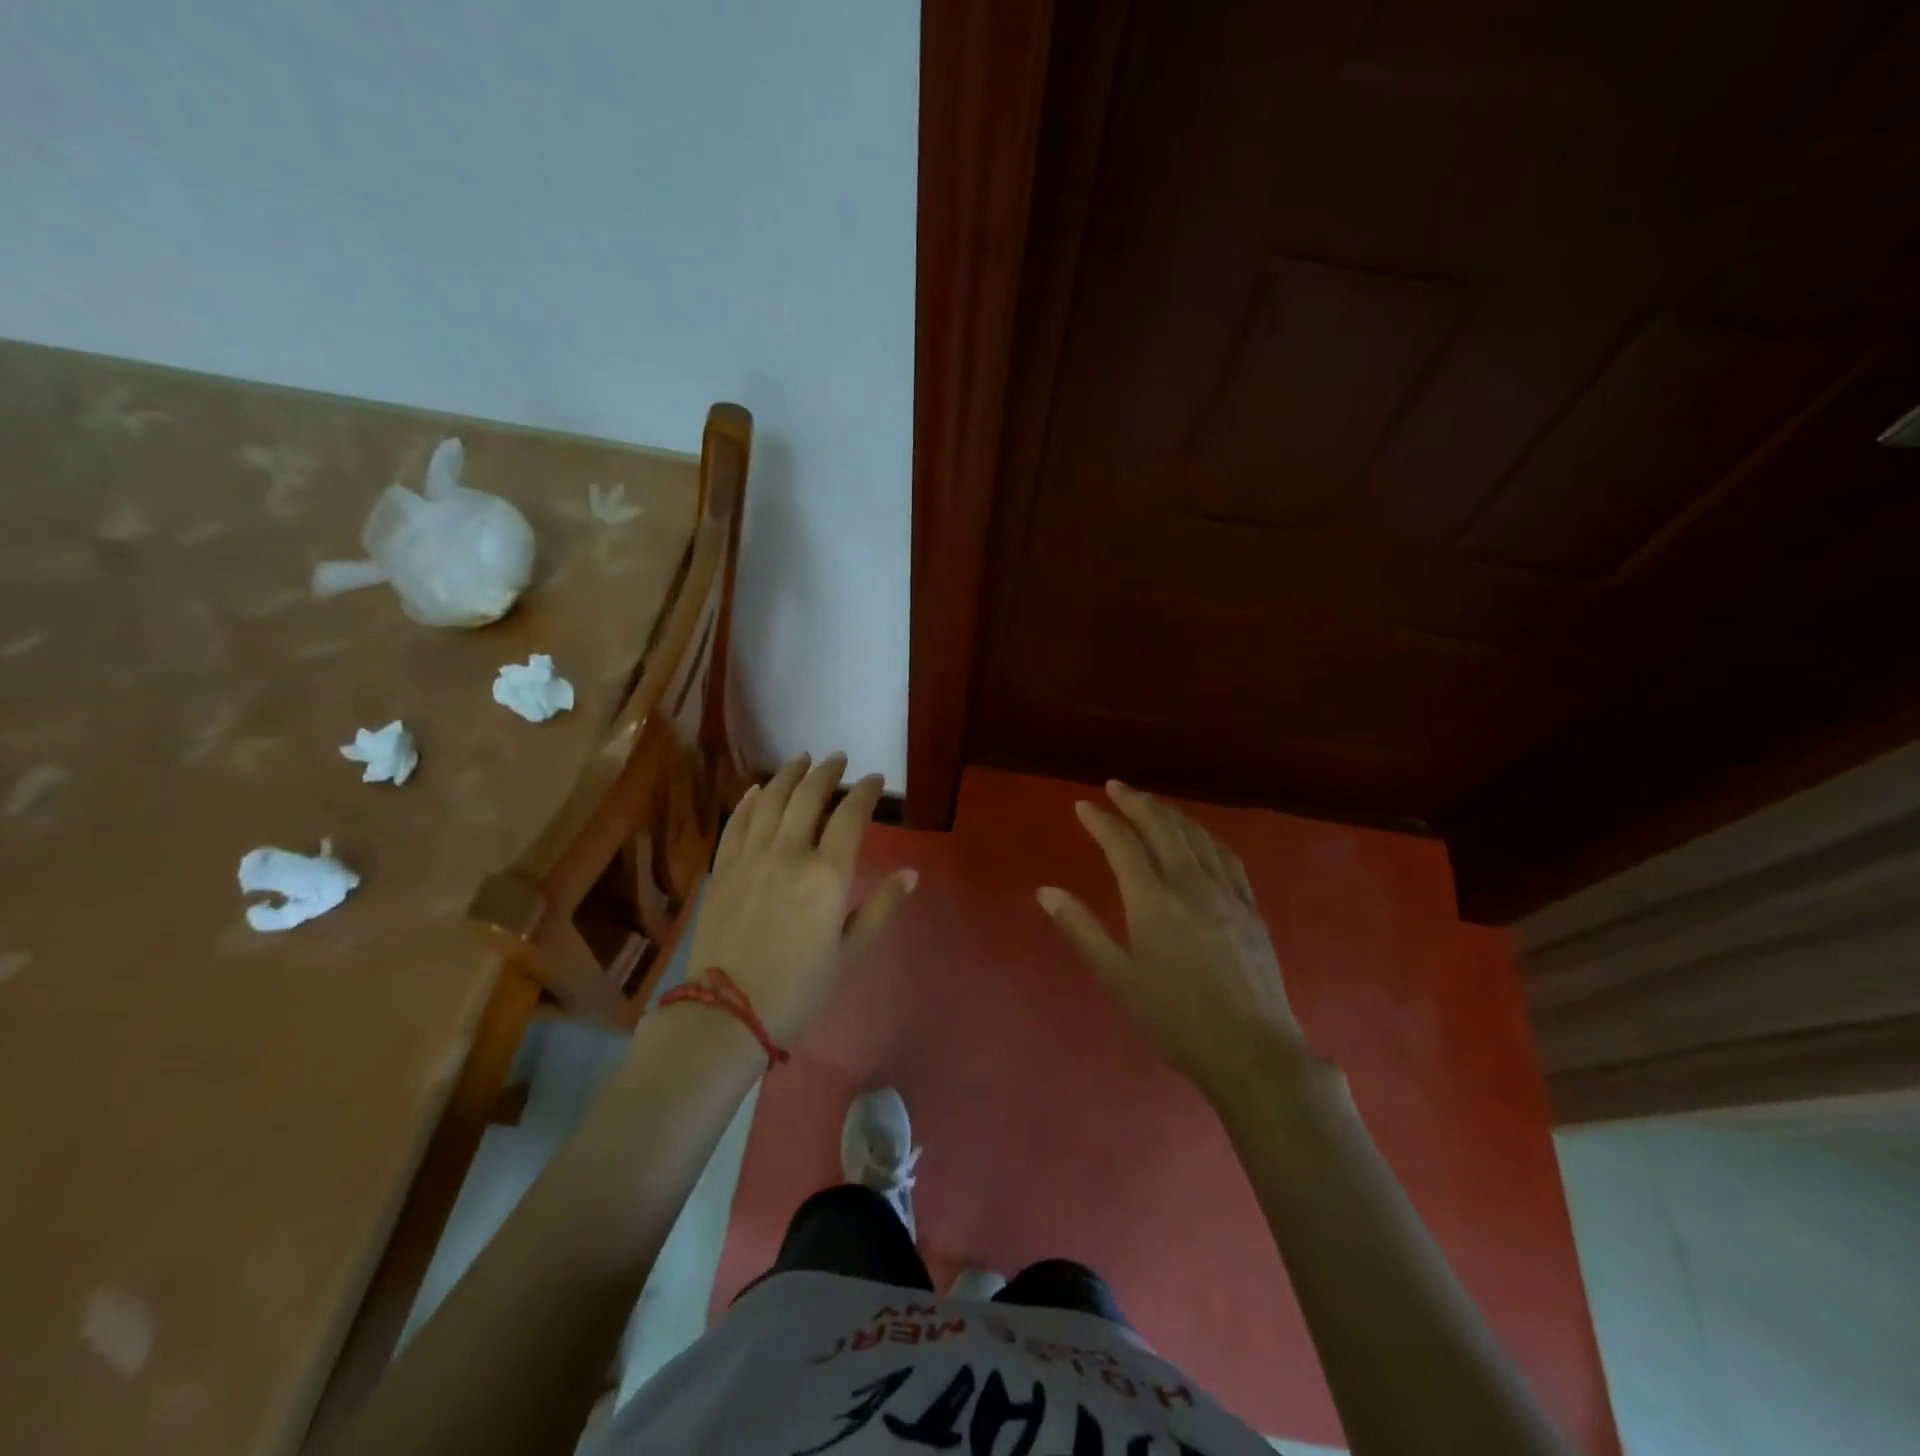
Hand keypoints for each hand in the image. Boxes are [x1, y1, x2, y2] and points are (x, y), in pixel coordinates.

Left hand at [683, 753, 916, 1045]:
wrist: (727, 1012)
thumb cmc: (798, 987)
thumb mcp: (849, 952)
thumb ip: (881, 908)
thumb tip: (911, 873)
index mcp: (827, 874)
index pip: (850, 816)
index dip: (865, 792)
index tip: (874, 779)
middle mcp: (789, 853)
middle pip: (809, 797)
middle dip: (826, 772)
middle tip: (838, 758)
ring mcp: (750, 857)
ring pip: (771, 801)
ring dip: (788, 775)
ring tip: (801, 759)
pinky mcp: (723, 869)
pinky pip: (737, 823)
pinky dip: (750, 801)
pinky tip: (758, 790)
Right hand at [1039, 780, 1306, 1100]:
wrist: (1250, 1050)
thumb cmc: (1175, 1019)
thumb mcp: (1118, 978)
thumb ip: (1082, 929)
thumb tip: (1046, 891)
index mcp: (1152, 900)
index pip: (1122, 845)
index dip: (1101, 821)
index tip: (1083, 805)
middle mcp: (1190, 884)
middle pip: (1161, 828)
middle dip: (1136, 802)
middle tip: (1115, 786)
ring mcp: (1225, 893)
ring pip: (1195, 835)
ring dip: (1169, 812)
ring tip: (1151, 803)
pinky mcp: (1250, 907)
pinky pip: (1226, 855)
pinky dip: (1205, 835)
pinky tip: (1199, 836)